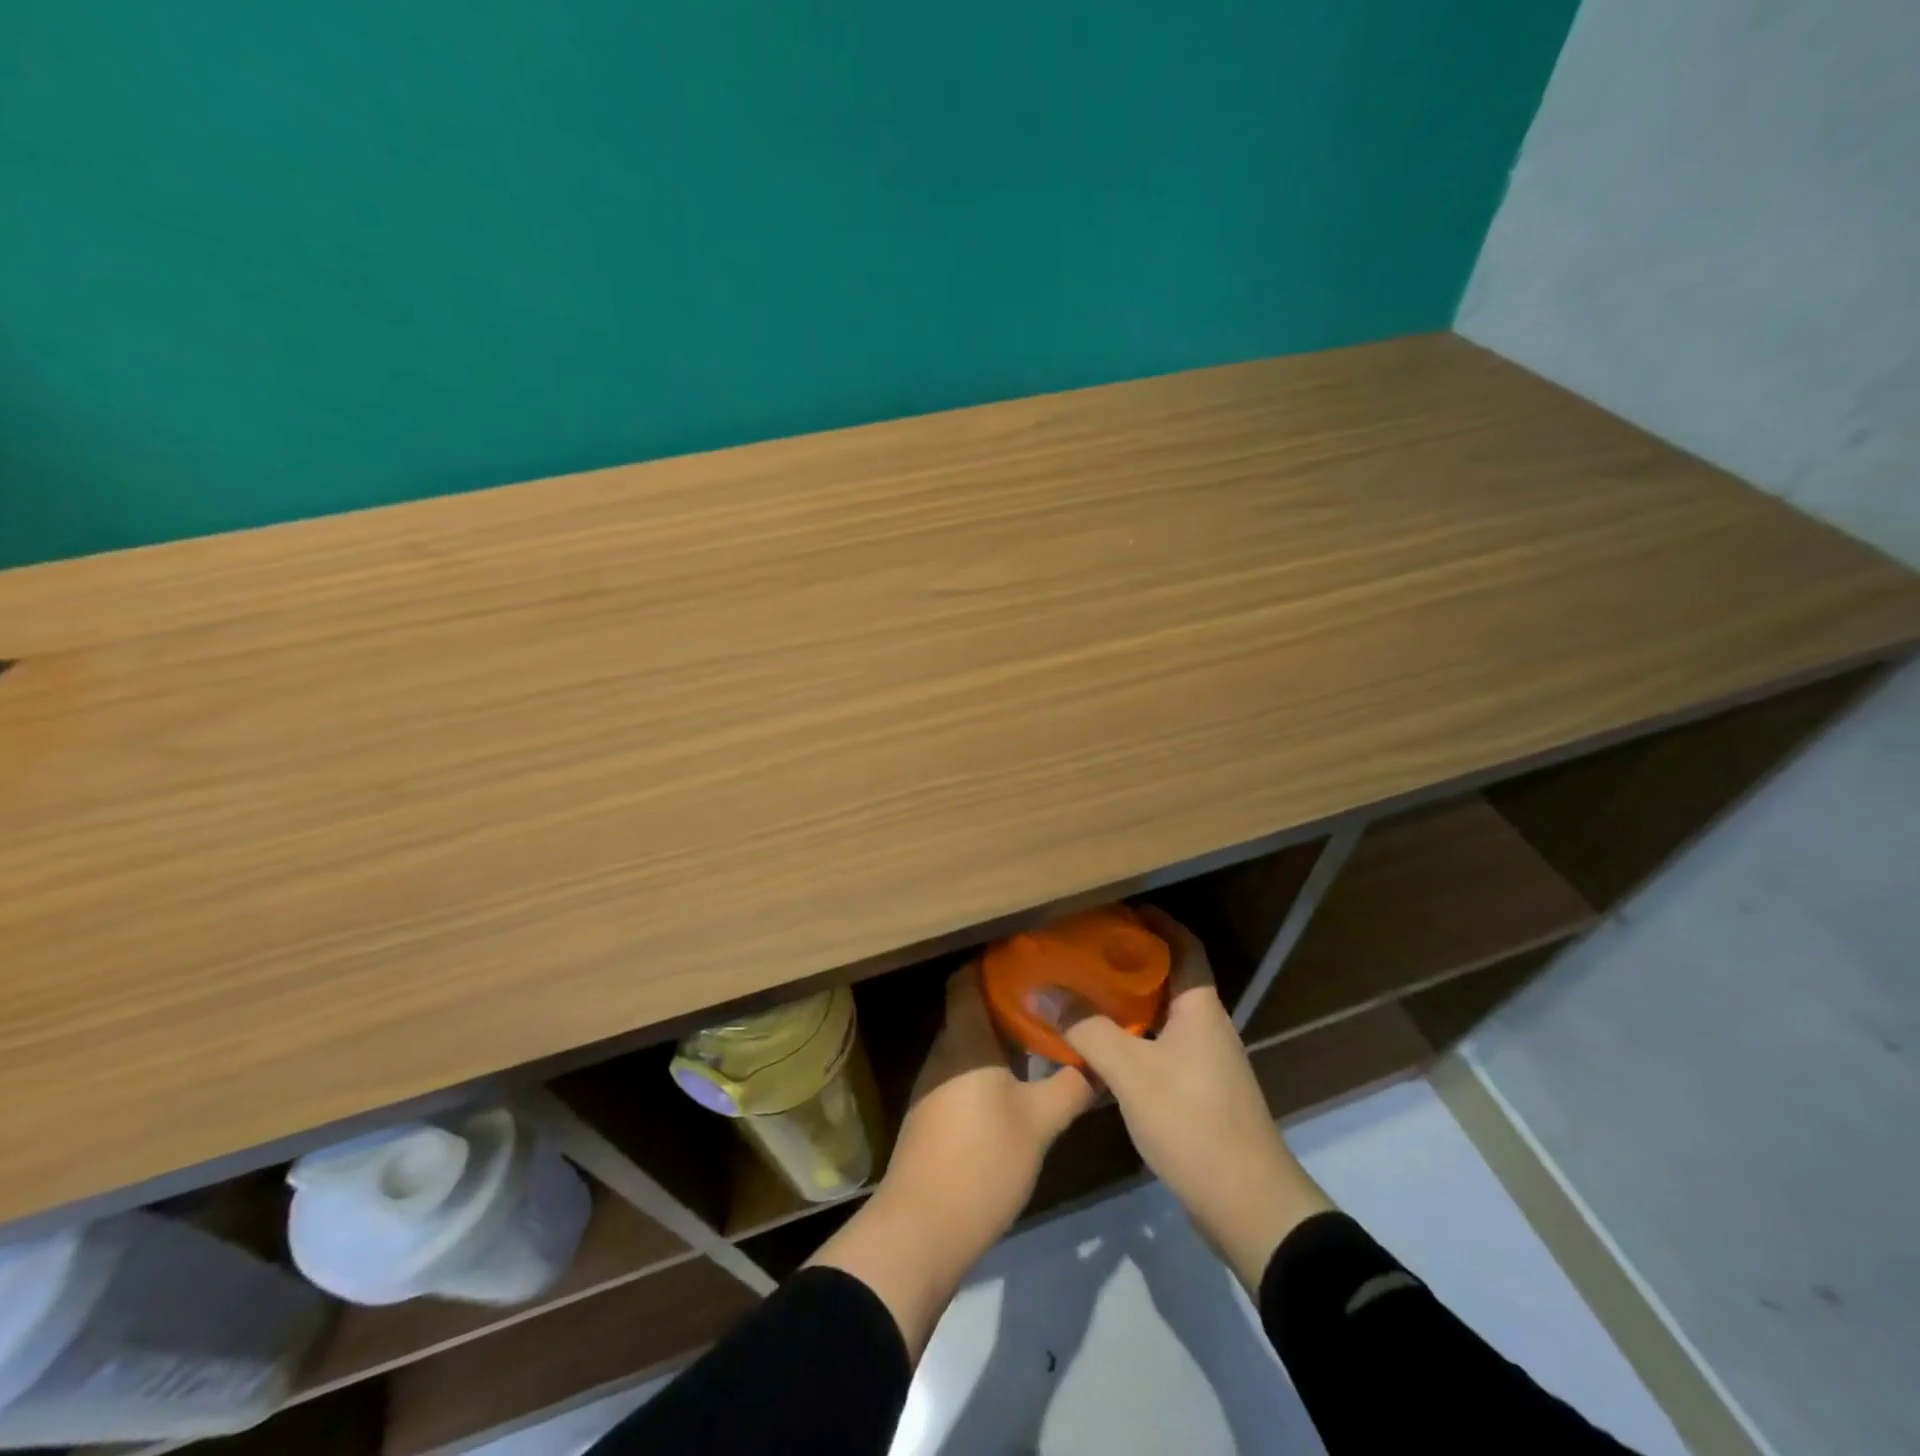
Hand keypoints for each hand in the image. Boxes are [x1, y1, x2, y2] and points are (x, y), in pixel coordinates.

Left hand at [808, 964, 1092, 1354]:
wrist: (922, 1230)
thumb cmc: (982, 1160)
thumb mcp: (1039, 1123)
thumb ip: (1070, 1087)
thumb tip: (1098, 1064)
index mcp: (964, 1038)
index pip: (967, 978)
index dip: (995, 962)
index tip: (1032, 957)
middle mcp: (944, 1051)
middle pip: (971, 1008)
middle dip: (1009, 999)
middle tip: (1052, 996)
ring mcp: (935, 1084)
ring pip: (970, 1042)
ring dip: (1002, 1036)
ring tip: (1043, 1034)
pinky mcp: (934, 1113)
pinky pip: (964, 1071)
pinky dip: (991, 1066)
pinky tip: (1020, 1080)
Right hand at [1064, 906, 1334, 1290]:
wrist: (1248, 1205)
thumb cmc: (1192, 1121)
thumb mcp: (1131, 1072)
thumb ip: (1086, 1029)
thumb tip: (1043, 990)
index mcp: (1200, 1008)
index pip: (1185, 946)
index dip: (1158, 922)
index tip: (1122, 910)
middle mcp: (1208, 1027)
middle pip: (1171, 978)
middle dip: (1133, 960)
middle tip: (1088, 951)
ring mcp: (1207, 1063)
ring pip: (1164, 1016)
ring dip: (1130, 1002)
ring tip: (1086, 993)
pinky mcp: (1200, 1094)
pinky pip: (1163, 1048)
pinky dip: (1134, 1038)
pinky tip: (1102, 1049)